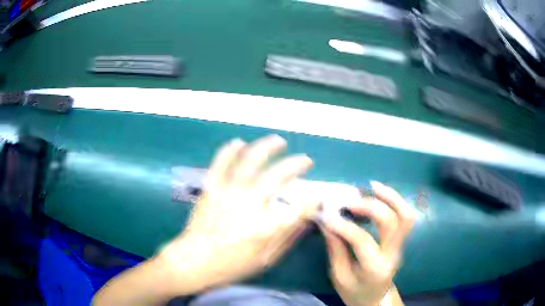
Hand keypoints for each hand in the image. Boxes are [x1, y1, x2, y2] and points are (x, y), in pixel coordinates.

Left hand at [158, 135, 317, 294]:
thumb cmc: (231, 264)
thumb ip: (287, 238)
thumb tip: (306, 220)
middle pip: (278, 175)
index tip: (318, 195)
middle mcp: (249, 204)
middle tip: (306, 160)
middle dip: (297, 165)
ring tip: (279, 141)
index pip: (298, 207)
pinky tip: (239, 142)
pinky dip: (231, 150)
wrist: (194, 260)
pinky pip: (221, 162)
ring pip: (250, 160)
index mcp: (265, 227)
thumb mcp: (265, 260)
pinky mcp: (212, 187)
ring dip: (267, 147)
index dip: (312, 199)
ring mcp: (228, 192)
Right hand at [320, 181, 415, 305]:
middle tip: (350, 201)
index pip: (362, 241)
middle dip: (371, 206)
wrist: (376, 298)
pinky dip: (395, 201)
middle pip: (392, 222)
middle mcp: (392, 254)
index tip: (327, 216)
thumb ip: (335, 249)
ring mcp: (400, 245)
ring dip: (390, 197)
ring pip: (405, 215)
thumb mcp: (339, 276)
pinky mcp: (401, 240)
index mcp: (374, 268)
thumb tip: (327, 222)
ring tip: (372, 186)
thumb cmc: (355, 292)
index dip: (344, 225)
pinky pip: (404, 216)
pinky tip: (380, 193)